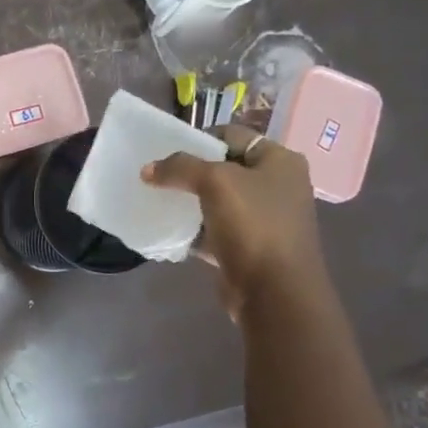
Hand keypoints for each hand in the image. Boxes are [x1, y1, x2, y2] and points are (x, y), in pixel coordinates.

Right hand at [142, 125, 325, 319]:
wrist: (275, 292)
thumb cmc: (253, 225)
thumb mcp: (215, 182)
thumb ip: (179, 168)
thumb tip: (148, 169)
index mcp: (279, 161)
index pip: (231, 135)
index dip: (198, 139)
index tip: (166, 151)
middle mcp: (276, 185)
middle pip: (223, 167)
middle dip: (189, 172)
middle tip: (158, 176)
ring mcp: (264, 218)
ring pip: (217, 200)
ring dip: (189, 200)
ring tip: (158, 200)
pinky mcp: (249, 246)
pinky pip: (214, 229)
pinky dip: (193, 228)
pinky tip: (169, 228)